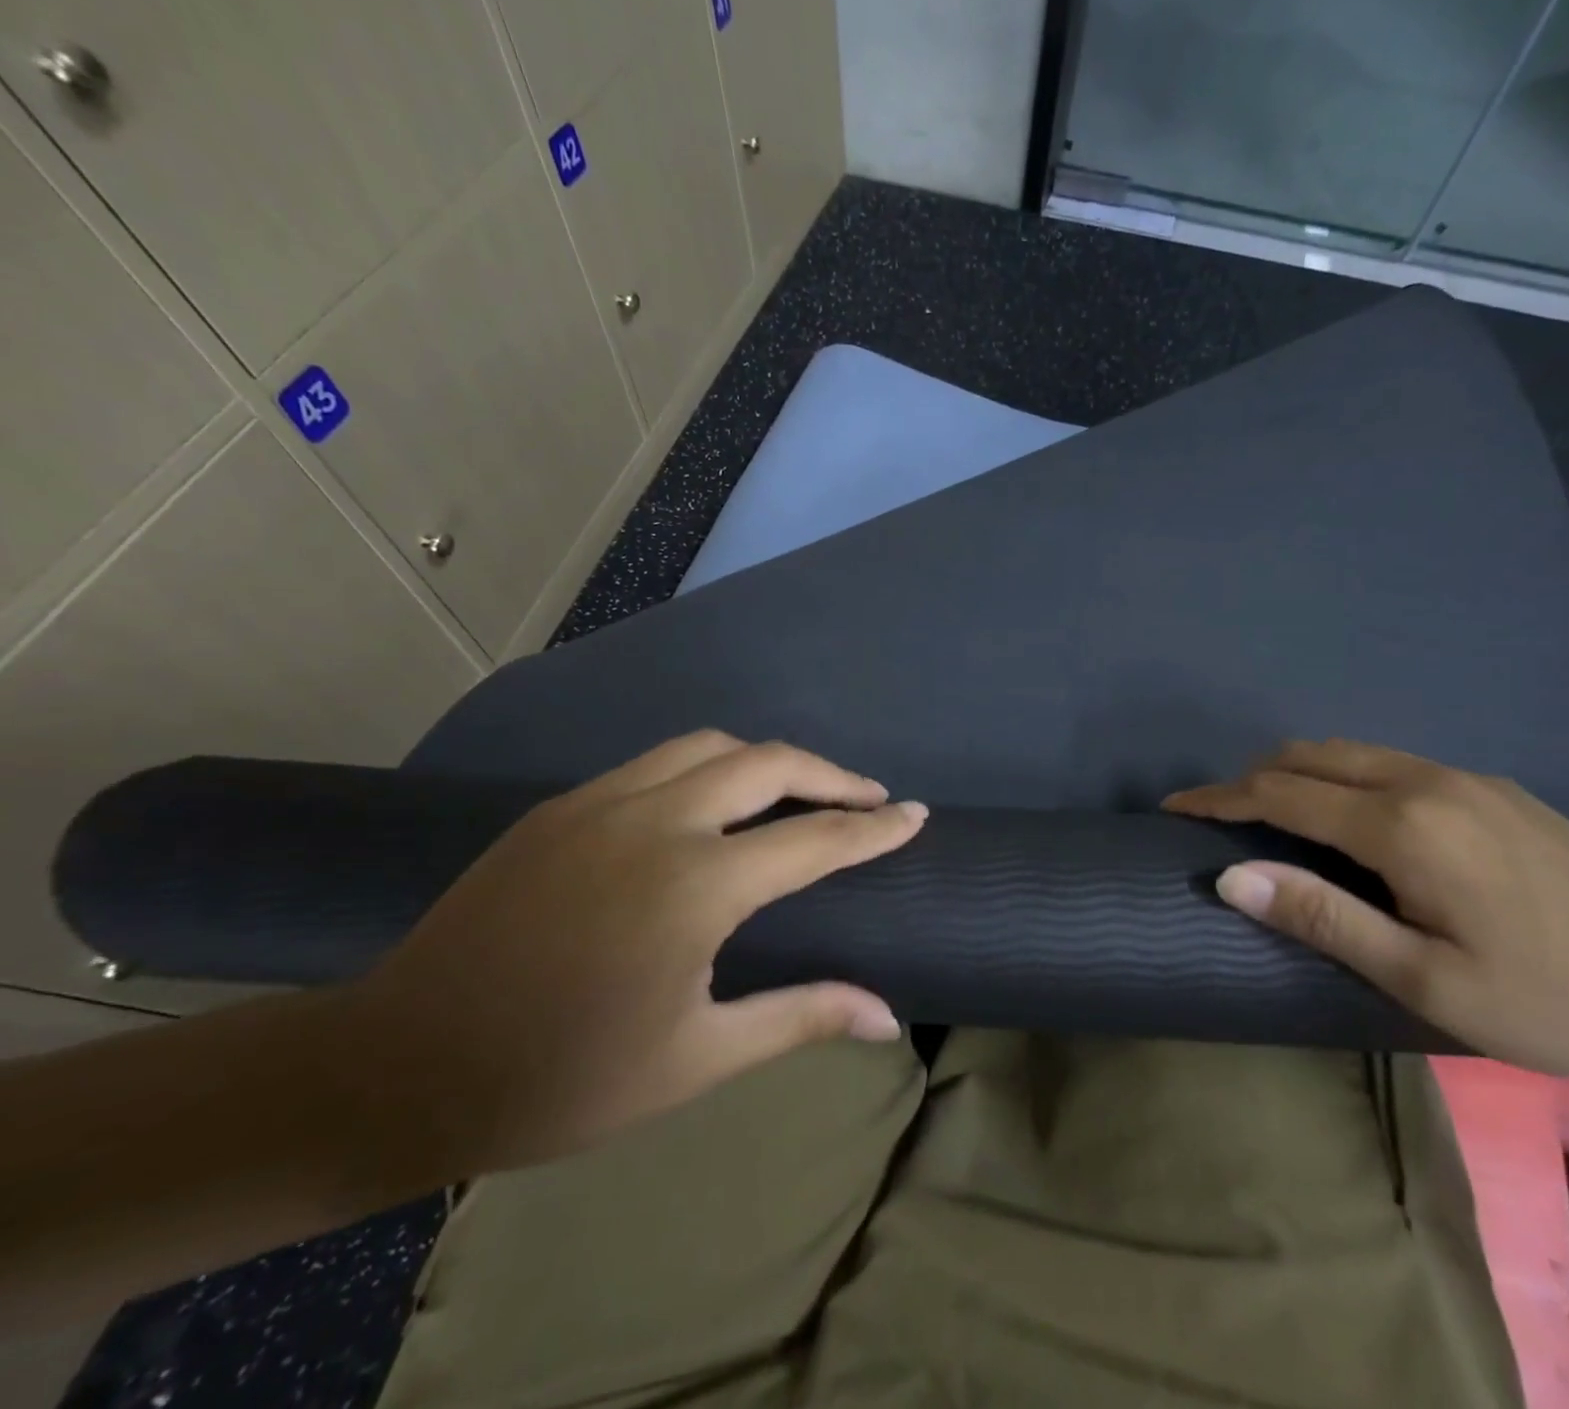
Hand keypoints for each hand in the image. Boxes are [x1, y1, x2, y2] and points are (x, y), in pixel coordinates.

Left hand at [340, 731, 924, 1177]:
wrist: (398, 1067)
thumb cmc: (561, 1078)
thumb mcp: (695, 1059)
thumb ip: (799, 1018)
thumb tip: (888, 1018)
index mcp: (694, 887)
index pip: (814, 840)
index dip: (873, 827)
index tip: (915, 814)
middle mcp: (655, 822)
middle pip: (768, 762)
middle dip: (831, 775)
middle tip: (867, 798)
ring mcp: (601, 803)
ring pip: (710, 746)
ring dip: (768, 760)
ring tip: (798, 792)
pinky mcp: (562, 806)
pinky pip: (658, 762)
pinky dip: (710, 767)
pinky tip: (715, 804)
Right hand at [1164, 739, 1568, 1087]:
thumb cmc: (1548, 1000)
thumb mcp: (1424, 978)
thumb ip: (1322, 916)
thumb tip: (1230, 876)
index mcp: (1403, 825)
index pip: (1281, 793)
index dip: (1219, 798)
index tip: (1175, 806)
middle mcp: (1426, 782)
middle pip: (1311, 756)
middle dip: (1252, 777)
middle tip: (1218, 815)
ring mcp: (1466, 779)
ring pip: (1352, 753)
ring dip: (1298, 773)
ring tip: (1272, 815)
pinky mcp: (1493, 789)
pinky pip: (1391, 763)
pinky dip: (1343, 777)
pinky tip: (1352, 820)